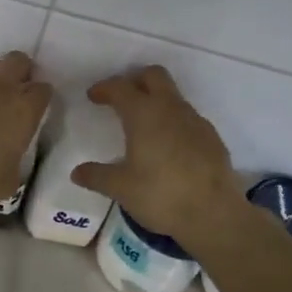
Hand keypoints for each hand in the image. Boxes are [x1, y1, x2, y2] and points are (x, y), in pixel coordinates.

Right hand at [70, 66, 244, 245]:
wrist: (215, 215)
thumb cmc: (161, 195)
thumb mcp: (121, 188)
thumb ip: (96, 176)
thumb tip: (77, 172)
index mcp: (144, 114)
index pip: (120, 87)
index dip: (104, 88)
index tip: (93, 96)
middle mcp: (170, 109)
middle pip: (153, 75)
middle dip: (134, 80)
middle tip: (121, 98)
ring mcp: (195, 121)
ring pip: (173, 95)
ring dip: (156, 100)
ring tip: (143, 125)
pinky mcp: (212, 137)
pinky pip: (188, 117)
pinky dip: (173, 121)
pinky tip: (168, 146)